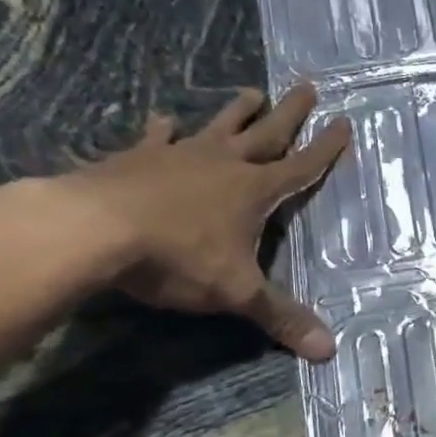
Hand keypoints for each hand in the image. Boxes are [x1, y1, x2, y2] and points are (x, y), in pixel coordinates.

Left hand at [55, 84, 350, 358]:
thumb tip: (330, 350)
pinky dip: (162, 130)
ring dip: (238, 111)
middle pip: (266, 133)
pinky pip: (156, 139)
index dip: (326, 149)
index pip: (302, 166)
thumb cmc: (176, 257)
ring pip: (218, 127)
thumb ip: (281, 317)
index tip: (345, 123)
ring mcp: (178, 156)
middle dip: (291, 113)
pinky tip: (163, 119)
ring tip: (252, 91)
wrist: (91, 230)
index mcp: (255, 190)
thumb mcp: (236, 293)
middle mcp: (224, 164)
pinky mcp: (136, 159)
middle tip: (308, 86)